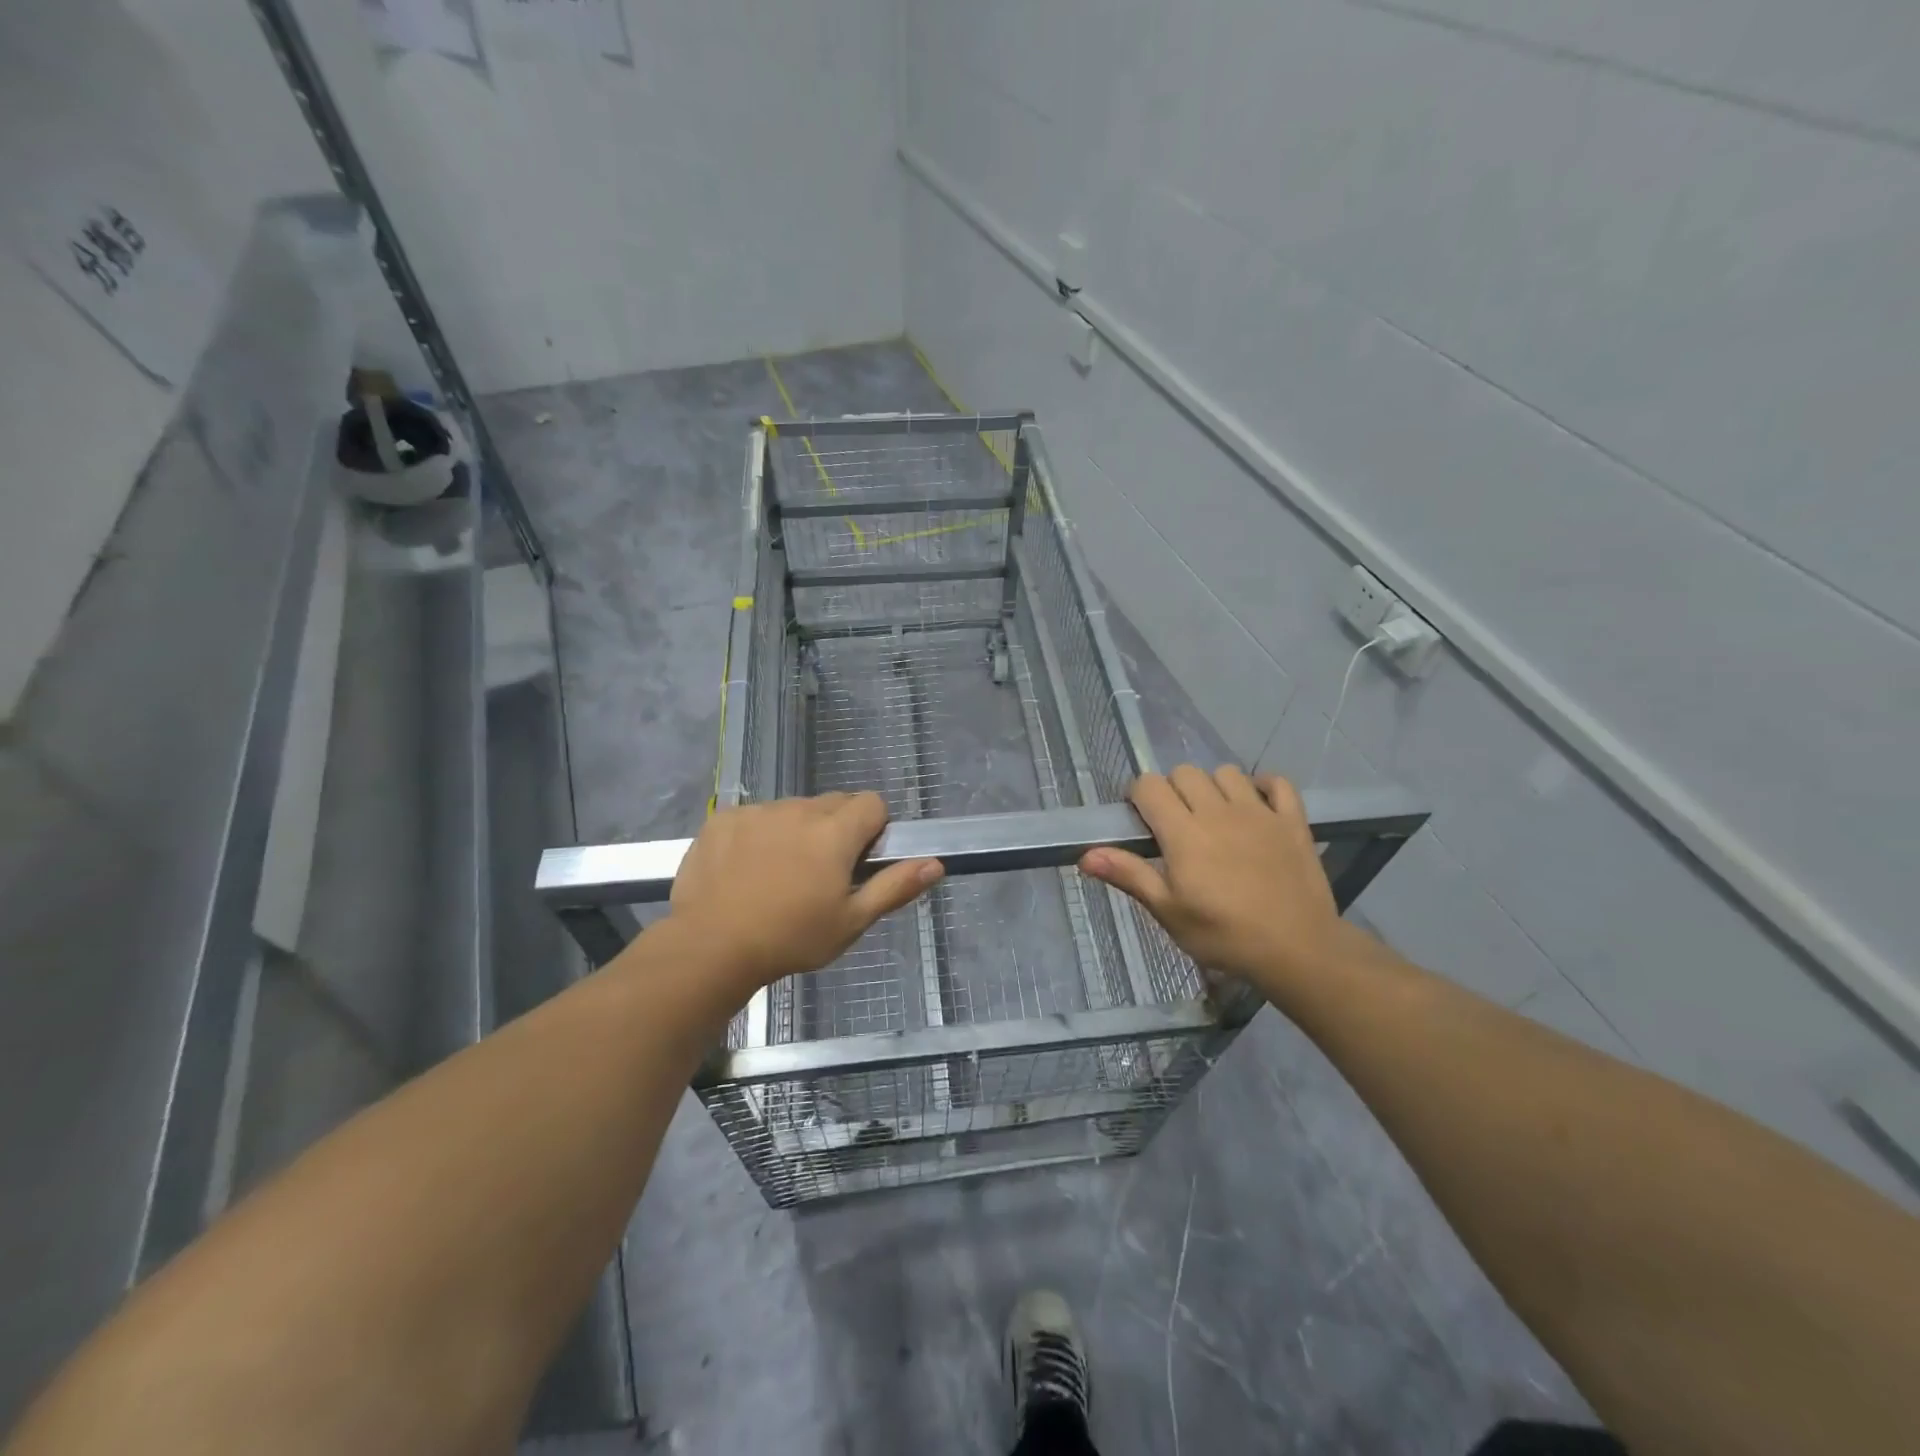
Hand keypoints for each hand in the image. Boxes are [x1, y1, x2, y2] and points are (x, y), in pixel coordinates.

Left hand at [666, 791, 942, 993]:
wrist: (710, 946)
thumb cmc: (791, 938)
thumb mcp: (851, 921)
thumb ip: (895, 886)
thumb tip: (935, 863)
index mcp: (835, 831)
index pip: (872, 803)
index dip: (873, 829)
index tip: (858, 862)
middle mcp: (799, 809)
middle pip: (833, 803)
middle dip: (836, 829)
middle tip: (821, 874)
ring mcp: (758, 811)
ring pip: (793, 810)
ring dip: (797, 831)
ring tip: (779, 875)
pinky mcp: (723, 818)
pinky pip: (755, 816)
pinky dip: (759, 834)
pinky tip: (745, 870)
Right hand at [1080, 764, 1347, 995]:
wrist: (1296, 950)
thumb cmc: (1223, 935)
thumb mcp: (1168, 912)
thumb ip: (1129, 875)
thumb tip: (1085, 855)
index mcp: (1183, 832)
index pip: (1149, 786)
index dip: (1138, 796)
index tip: (1141, 822)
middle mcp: (1218, 811)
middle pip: (1184, 773)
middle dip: (1172, 790)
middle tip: (1176, 825)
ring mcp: (1259, 812)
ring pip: (1226, 772)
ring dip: (1214, 787)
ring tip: (1214, 817)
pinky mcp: (1292, 820)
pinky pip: (1277, 783)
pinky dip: (1264, 786)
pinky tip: (1256, 806)